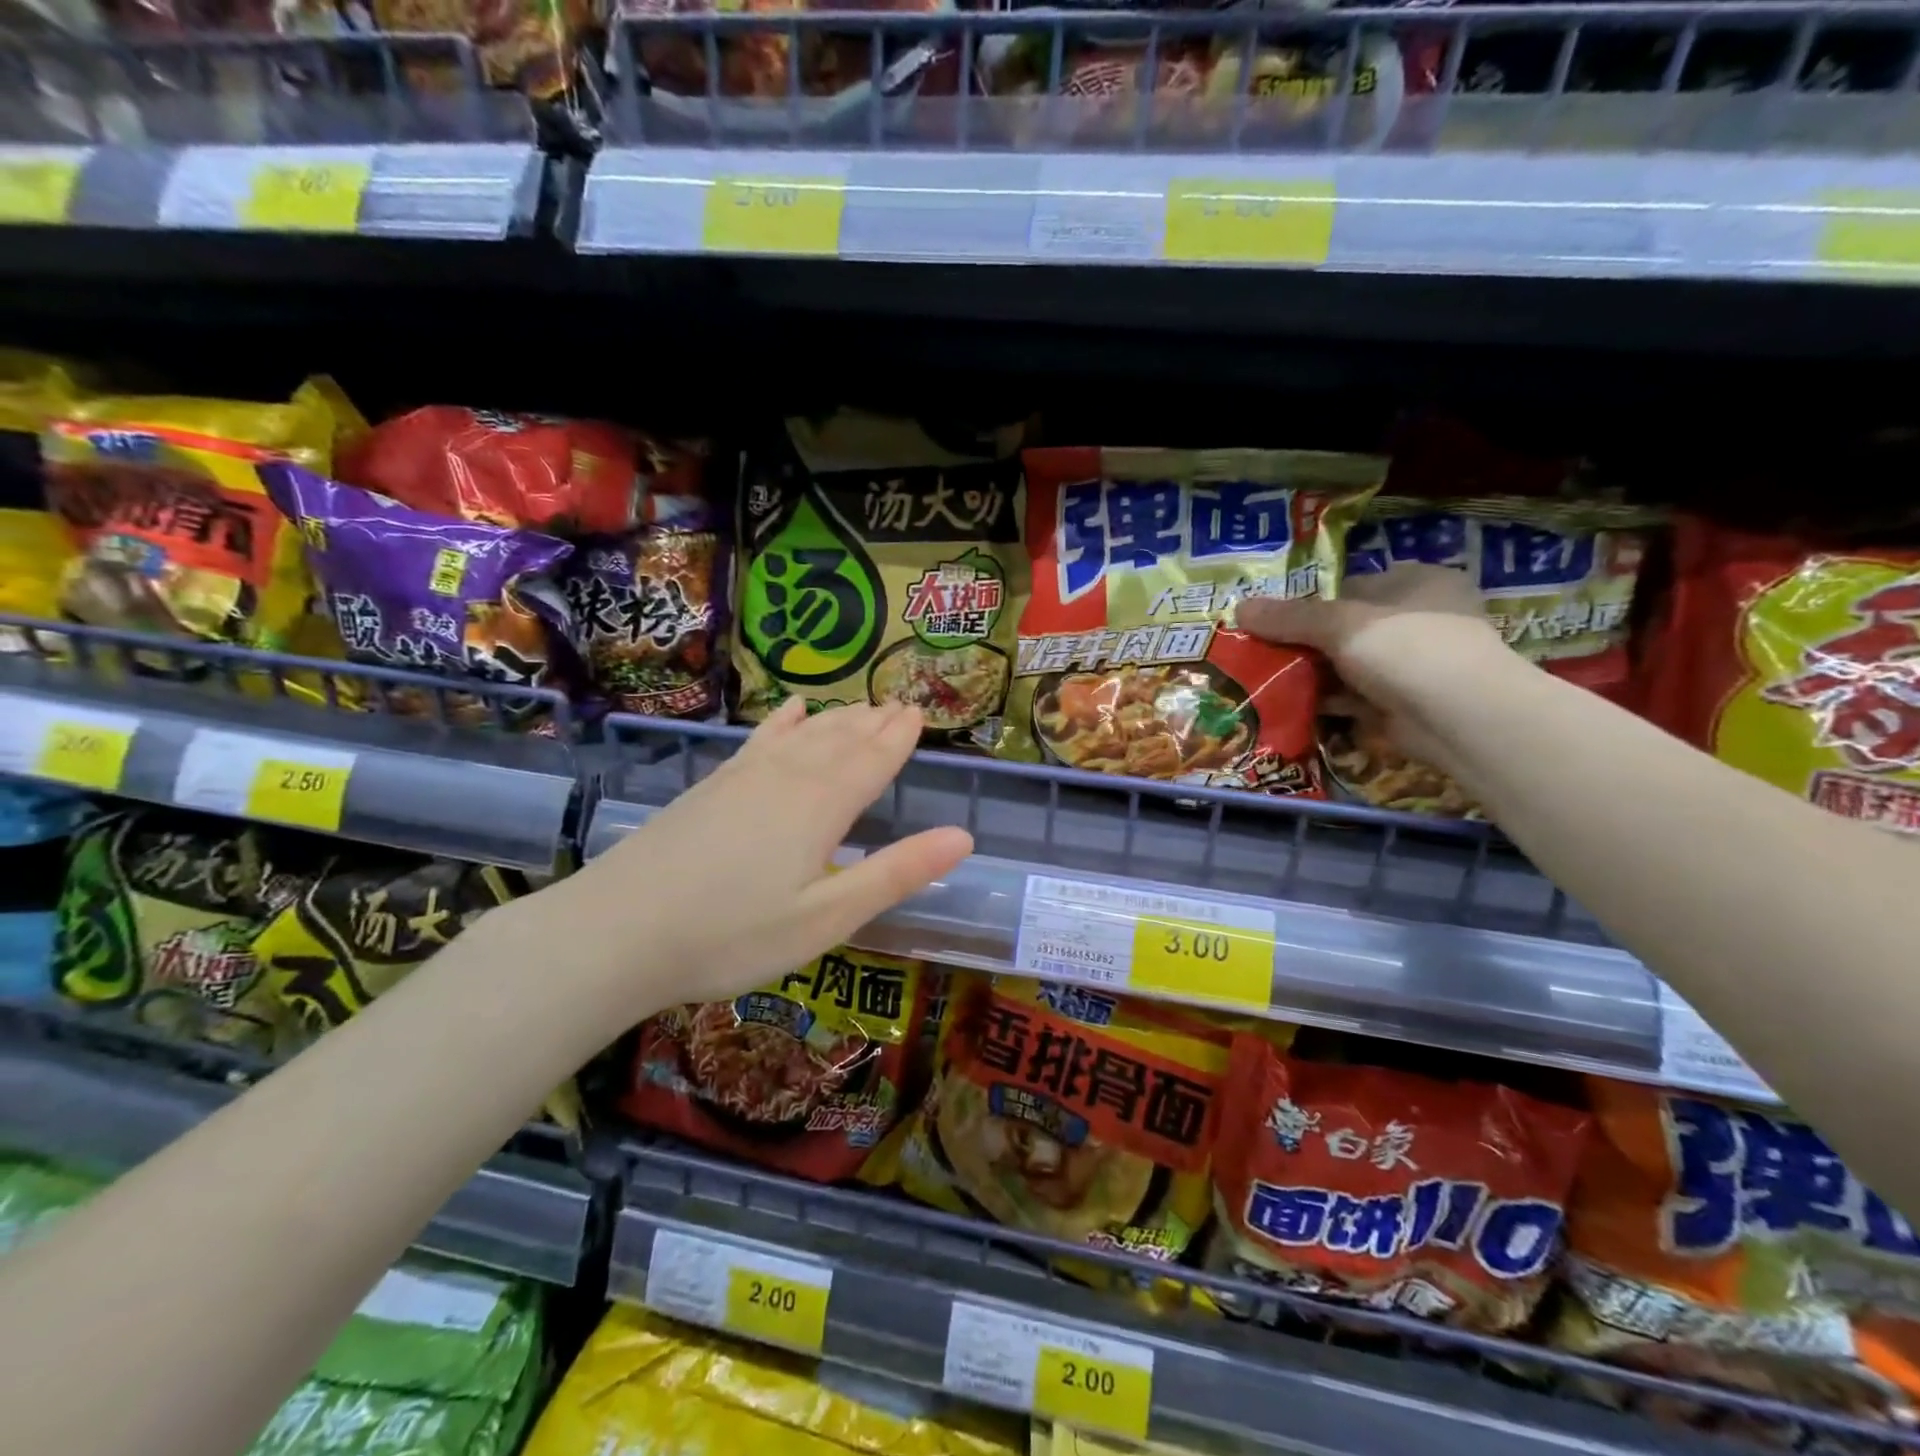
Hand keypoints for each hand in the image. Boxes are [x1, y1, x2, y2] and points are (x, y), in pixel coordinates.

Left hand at [555, 699, 972, 1016]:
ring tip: (861, 706)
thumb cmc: (732, 935)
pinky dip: (782, 722)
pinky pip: (759, 740)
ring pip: (803, 735)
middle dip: (874, 722)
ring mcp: (743, 778)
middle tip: (899, 703)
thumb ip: (895, 874)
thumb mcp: (827, 918)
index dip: (899, 738)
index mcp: (821, 807)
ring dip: (838, 719)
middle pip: (840, 740)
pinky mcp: (711, 786)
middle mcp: (786, 778)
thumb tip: (963, 837)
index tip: (920, 712)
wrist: (617, 932)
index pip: (873, 761)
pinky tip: (791, 710)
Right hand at [1236, 563, 1509, 769]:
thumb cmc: (1406, 647)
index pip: (1353, 586)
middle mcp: (1421, 618)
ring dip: (1313, 673)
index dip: (1312, 602)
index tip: (1275, 621)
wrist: (1458, 717)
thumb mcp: (1340, 624)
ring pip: (1349, 664)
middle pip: (1348, 627)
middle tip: (1264, 651)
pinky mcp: (1404, 702)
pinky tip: (1290, 703)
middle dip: (1307, 642)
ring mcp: (1415, 664)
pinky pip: (1354, 696)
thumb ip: (1289, 618)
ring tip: (1267, 678)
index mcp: (1419, 582)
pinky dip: (1327, 700)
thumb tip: (1238, 609)